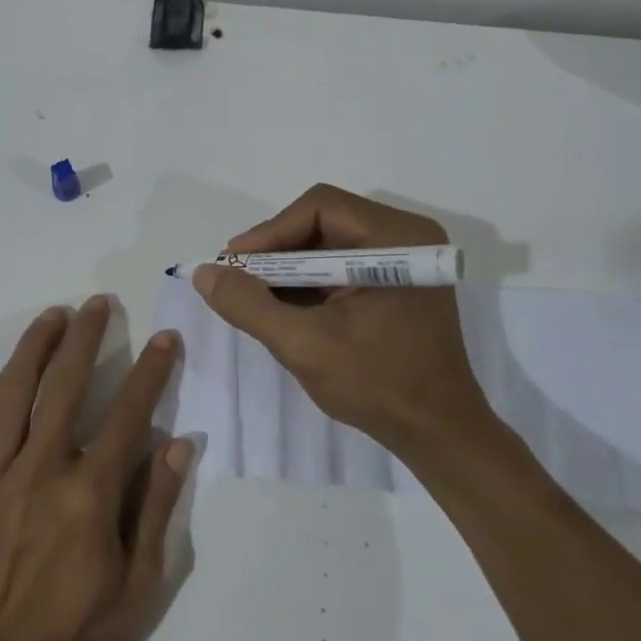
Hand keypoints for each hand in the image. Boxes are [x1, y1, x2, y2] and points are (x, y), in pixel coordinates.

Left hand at [0, 298, 191, 640]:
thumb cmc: (72, 634)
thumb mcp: (138, 586)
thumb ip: (157, 509)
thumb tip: (179, 444)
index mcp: (90, 492)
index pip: (128, 414)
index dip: (151, 372)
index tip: (165, 338)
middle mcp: (42, 469)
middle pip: (65, 387)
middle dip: (86, 338)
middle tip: (97, 304)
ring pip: (13, 395)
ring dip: (33, 348)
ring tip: (50, 315)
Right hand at [192, 184, 505, 462]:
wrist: (437, 432)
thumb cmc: (377, 385)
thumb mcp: (303, 345)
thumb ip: (249, 305)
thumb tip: (204, 272)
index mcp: (396, 239)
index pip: (319, 209)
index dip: (269, 232)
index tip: (233, 265)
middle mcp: (406, 237)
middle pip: (323, 223)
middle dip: (276, 252)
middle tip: (238, 280)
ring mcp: (404, 262)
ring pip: (329, 245)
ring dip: (289, 269)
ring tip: (254, 298)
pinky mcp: (398, 285)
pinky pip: (342, 268)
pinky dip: (309, 284)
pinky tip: (284, 309)